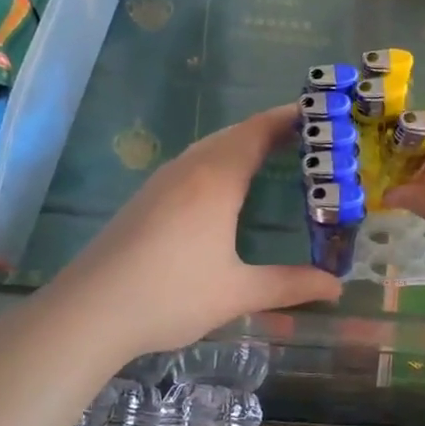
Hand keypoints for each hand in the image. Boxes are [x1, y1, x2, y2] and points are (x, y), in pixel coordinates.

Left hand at [44, 105, 341, 360]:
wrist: (88, 312)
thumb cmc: (169, 295)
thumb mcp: (237, 292)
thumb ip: (289, 285)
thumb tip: (336, 286)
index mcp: (216, 180)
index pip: (258, 132)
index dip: (288, 118)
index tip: (318, 113)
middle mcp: (189, 169)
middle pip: (234, 134)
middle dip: (270, 129)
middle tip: (307, 137)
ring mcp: (162, 182)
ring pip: (210, 147)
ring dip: (242, 143)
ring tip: (272, 154)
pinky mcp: (145, 198)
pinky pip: (193, 162)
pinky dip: (220, 159)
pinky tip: (224, 187)